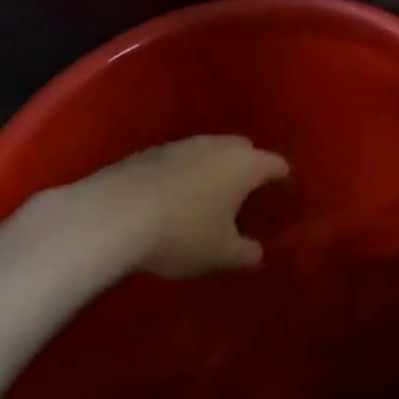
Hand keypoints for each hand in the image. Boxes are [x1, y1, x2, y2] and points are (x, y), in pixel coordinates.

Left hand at [28, 135, 287, 281]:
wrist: (112, 214)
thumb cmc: (182, 232)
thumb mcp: (220, 254)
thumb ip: (245, 253)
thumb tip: (258, 254)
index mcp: (245, 165)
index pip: (276, 164)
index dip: (283, 178)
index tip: (285, 191)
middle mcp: (218, 145)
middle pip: (244, 150)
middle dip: (249, 167)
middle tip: (249, 193)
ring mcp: (182, 144)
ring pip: (210, 151)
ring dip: (214, 169)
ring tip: (210, 195)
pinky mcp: (150, 152)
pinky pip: (180, 160)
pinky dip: (185, 174)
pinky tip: (174, 197)